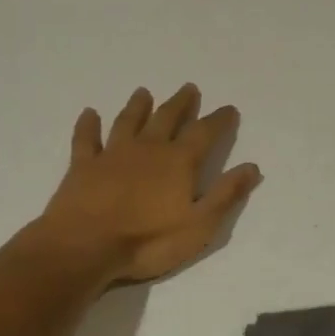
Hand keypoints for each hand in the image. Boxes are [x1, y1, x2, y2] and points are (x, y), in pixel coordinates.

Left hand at [29, 85, 261, 282]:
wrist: (84, 247)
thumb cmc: (148, 241)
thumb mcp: (200, 225)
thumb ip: (225, 194)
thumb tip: (252, 167)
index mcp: (178, 162)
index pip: (204, 133)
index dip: (219, 120)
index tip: (229, 109)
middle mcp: (148, 149)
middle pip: (167, 118)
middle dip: (181, 104)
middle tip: (189, 88)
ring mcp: (112, 154)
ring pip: (128, 121)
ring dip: (138, 106)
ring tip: (144, 92)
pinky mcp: (83, 166)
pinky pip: (86, 139)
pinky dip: (88, 125)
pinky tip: (89, 113)